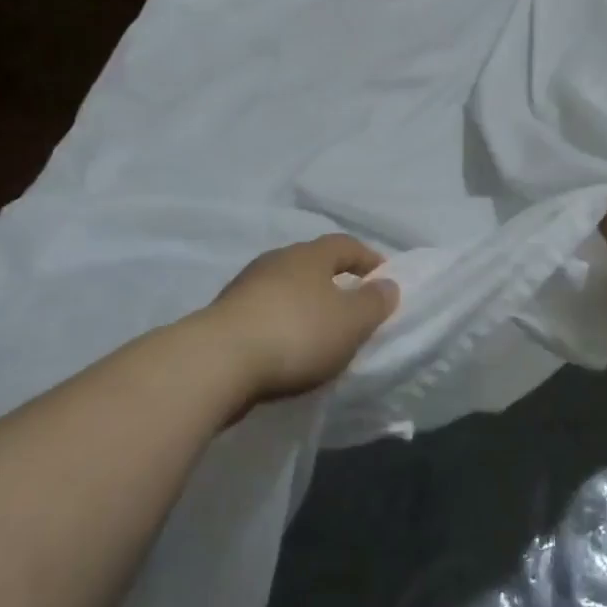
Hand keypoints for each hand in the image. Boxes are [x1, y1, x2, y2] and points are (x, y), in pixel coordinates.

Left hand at [202, 235, 399, 402]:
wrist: (217, 362)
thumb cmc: (296, 333)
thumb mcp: (350, 322)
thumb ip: (374, 303)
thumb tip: (388, 284)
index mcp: (309, 255)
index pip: (345, 245)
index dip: (368, 258)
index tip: (383, 277)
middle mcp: (276, 260)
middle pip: (312, 264)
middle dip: (333, 281)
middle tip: (351, 307)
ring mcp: (245, 287)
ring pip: (285, 288)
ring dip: (303, 305)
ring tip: (318, 333)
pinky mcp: (223, 316)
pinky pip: (263, 313)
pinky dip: (280, 325)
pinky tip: (285, 350)